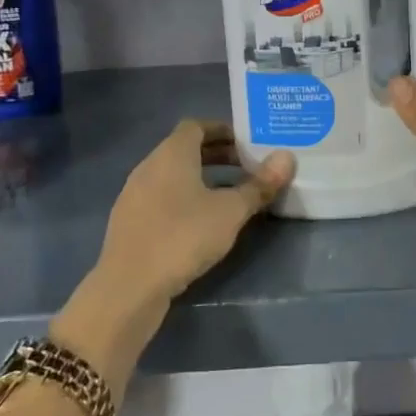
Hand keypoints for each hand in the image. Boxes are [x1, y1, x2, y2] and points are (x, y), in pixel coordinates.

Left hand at [98, 120, 295, 307]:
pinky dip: (182, 199)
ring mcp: (133, 195)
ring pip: (171, 175)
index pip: (196, 126)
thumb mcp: (230, 212)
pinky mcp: (128, 223)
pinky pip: (160, 197)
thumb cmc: (182, 237)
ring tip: (227, 196)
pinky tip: (199, 224)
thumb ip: (258, 185)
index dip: (222, 130)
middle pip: (184, 149)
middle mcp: (149, 166)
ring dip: (199, 178)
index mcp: (171, 154)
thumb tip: (287, 157)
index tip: (246, 143)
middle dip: (215, 155)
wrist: (128, 289)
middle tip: (246, 167)